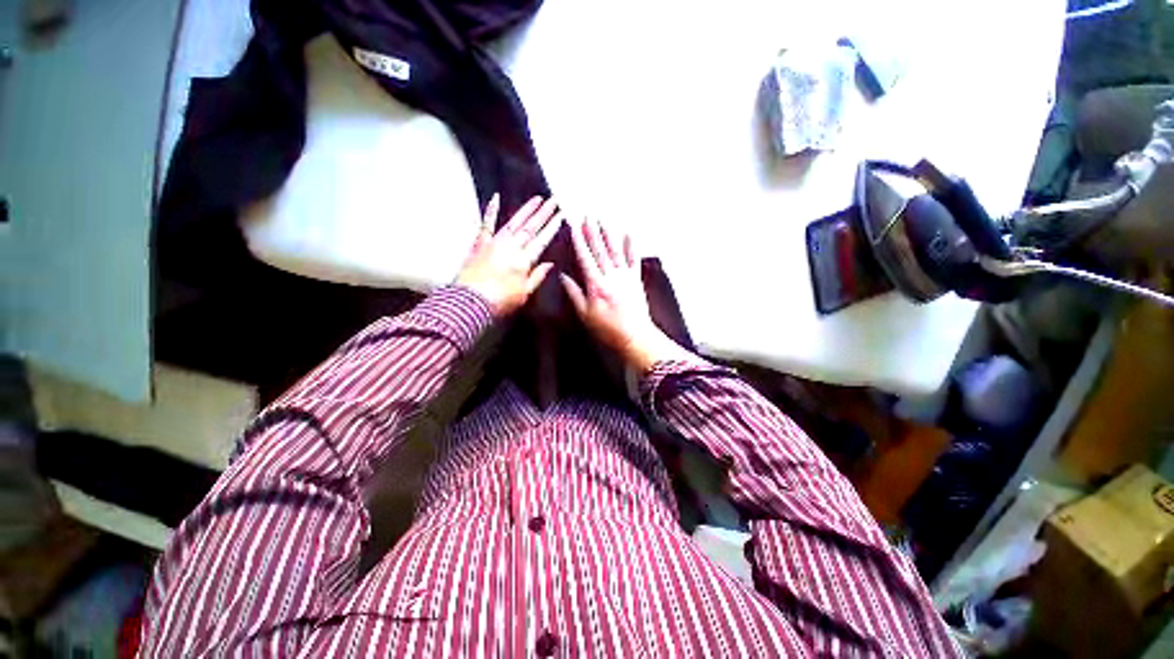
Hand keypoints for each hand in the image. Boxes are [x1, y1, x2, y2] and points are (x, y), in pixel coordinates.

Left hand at [456, 194, 562, 316]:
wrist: (469, 302)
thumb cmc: (499, 302)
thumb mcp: (524, 294)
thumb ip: (537, 276)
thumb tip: (550, 264)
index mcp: (524, 261)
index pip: (541, 241)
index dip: (552, 228)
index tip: (560, 216)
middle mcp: (511, 247)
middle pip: (530, 228)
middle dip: (544, 213)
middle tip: (553, 201)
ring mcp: (495, 243)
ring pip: (514, 222)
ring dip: (526, 210)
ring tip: (537, 199)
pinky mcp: (480, 244)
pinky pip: (486, 224)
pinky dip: (491, 210)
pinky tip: (496, 197)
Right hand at [560, 219, 693, 372]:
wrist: (634, 336)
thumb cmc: (607, 329)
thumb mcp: (585, 315)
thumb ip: (574, 294)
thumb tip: (563, 276)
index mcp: (596, 285)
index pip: (585, 258)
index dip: (579, 241)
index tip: (574, 226)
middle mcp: (611, 276)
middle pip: (600, 250)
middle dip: (592, 232)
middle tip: (587, 216)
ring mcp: (625, 277)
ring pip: (615, 251)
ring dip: (608, 234)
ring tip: (603, 220)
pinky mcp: (636, 280)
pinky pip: (634, 260)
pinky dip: (631, 246)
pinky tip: (629, 234)